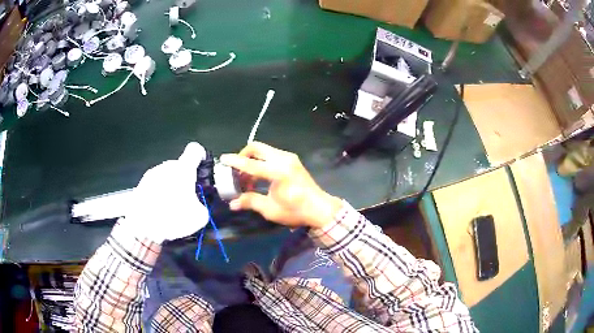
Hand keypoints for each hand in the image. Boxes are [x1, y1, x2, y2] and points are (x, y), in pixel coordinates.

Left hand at [122, 142, 208, 243]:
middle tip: (186, 198)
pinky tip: (158, 210)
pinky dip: (158, 194)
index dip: (200, 156)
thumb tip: (197, 205)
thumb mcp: (199, 217)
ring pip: (166, 176)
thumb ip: (201, 205)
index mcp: (183, 169)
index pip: (195, 150)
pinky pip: (154, 185)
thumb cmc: (173, 217)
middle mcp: (166, 166)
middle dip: (184, 179)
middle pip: (179, 166)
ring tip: (170, 207)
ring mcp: (151, 174)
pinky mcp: (140, 184)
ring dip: (170, 186)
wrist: (142, 227)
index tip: (201, 168)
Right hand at [220, 142, 342, 228]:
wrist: (320, 209)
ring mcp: (289, 158)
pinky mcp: (292, 160)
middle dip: (243, 155)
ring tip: (247, 179)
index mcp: (278, 171)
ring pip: (264, 150)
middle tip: (236, 170)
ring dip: (252, 160)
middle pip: (256, 148)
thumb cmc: (296, 210)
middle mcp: (283, 159)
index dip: (235, 162)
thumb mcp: (270, 209)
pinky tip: (259, 177)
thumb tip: (233, 204)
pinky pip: (271, 155)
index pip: (251, 164)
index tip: (223, 159)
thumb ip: (250, 201)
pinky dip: (261, 161)